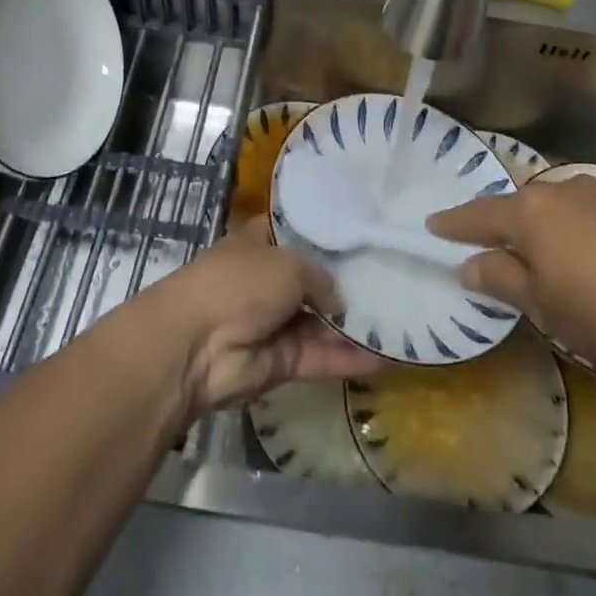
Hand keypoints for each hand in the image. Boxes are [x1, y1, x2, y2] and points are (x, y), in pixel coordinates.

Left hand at [142, 217, 381, 413]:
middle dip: (348, 283)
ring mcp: (274, 323)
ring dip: (353, 324)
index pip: (298, 234)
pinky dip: (349, 358)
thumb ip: (321, 277)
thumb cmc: (239, 283)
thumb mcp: (289, 263)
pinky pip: (320, 356)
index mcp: (260, 243)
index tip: (364, 235)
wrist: (196, 346)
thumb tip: (339, 300)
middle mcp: (268, 280)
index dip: (327, 235)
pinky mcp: (281, 362)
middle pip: (314, 281)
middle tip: (394, 280)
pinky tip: (386, 356)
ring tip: (399, 320)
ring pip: (321, 322)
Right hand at [428, 175, 595, 389]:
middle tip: (505, 254)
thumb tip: (469, 265)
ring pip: (568, 208)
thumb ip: (504, 282)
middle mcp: (566, 189)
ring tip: (564, 263)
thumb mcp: (548, 309)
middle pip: (525, 207)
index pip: (479, 216)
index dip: (454, 224)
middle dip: (512, 228)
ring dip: (558, 231)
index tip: (433, 225)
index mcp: (531, 213)